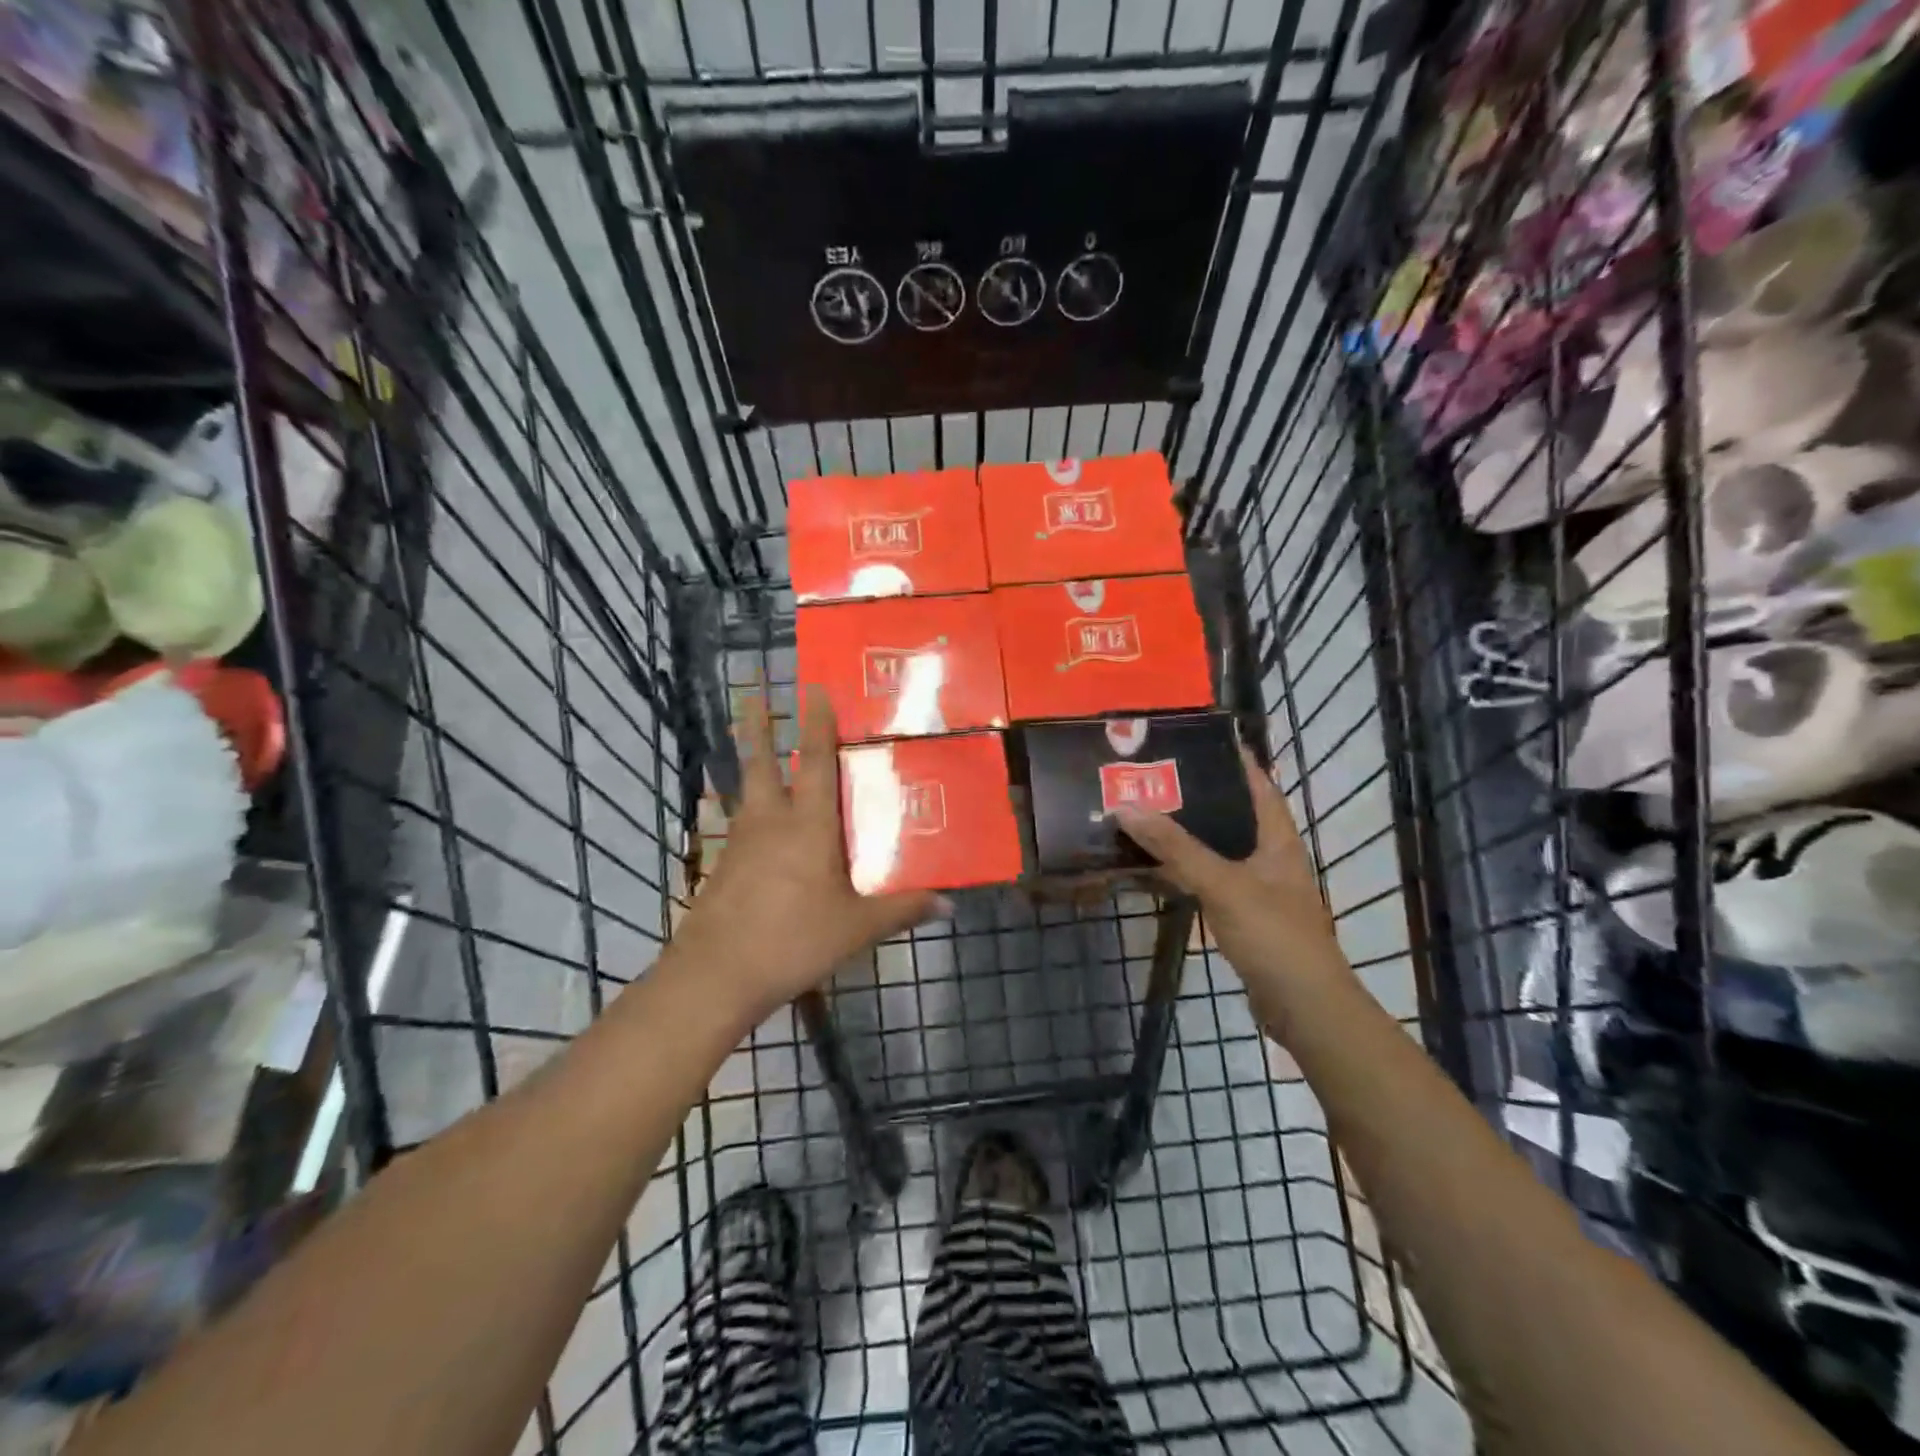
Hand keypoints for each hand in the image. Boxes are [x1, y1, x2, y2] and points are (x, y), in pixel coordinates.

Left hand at [671, 687, 943, 1020]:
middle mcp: (770, 821)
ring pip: (747, 791)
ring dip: (752, 766)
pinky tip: (762, 831)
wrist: (715, 975)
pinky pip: (742, 826)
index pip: (814, 761)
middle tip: (752, 693)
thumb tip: (949, 904)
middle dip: (758, 726)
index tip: (813, 688)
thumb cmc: (792, 939)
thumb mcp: (856, 927)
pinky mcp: (724, 867)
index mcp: (807, 824)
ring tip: (762, 756)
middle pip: (760, 762)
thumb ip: (902, 910)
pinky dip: (752, 813)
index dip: (816, 723)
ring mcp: (740, 843)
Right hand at [1112, 747, 1350, 1035]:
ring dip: (1189, 836)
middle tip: (1157, 778)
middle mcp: (1273, 858)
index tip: (1201, 741)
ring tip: (1149, 815)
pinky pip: (1212, 882)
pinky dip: (1188, 872)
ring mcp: (1261, 890)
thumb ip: (1176, 847)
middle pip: (1235, 816)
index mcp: (1279, 840)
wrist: (1303, 1005)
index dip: (1236, 762)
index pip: (1260, 786)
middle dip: (1200, 797)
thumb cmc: (1273, 934)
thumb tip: (1127, 807)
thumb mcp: (1222, 884)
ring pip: (1220, 851)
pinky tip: (1160, 869)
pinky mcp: (1247, 918)